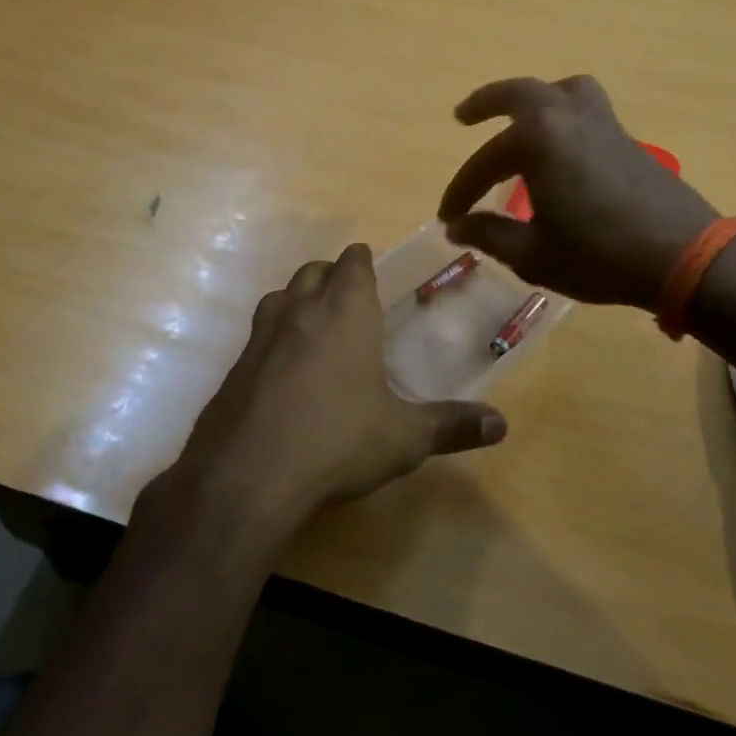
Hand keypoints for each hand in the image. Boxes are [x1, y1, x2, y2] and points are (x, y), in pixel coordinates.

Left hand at [144, 244, 507, 541]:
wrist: (248, 475)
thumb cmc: (338, 440)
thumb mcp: (405, 437)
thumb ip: (452, 426)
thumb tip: (502, 424)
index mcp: (345, 312)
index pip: (352, 263)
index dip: (361, 261)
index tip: (368, 263)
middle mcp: (299, 312)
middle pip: (312, 272)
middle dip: (330, 276)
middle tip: (348, 296)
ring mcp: (259, 338)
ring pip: (279, 298)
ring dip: (297, 301)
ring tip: (315, 326)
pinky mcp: (233, 369)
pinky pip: (257, 338)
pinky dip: (273, 340)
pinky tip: (283, 373)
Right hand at [438, 76, 717, 311]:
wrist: (682, 256)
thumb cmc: (598, 255)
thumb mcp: (533, 254)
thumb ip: (490, 235)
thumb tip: (457, 227)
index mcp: (539, 140)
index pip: (485, 162)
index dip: (461, 192)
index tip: (447, 219)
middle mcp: (569, 118)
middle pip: (521, 93)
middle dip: (487, 102)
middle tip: (463, 116)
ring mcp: (604, 124)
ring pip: (564, 91)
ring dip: (536, 99)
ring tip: (521, 120)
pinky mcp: (628, 140)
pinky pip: (588, 110)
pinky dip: (564, 117)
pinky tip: (561, 152)